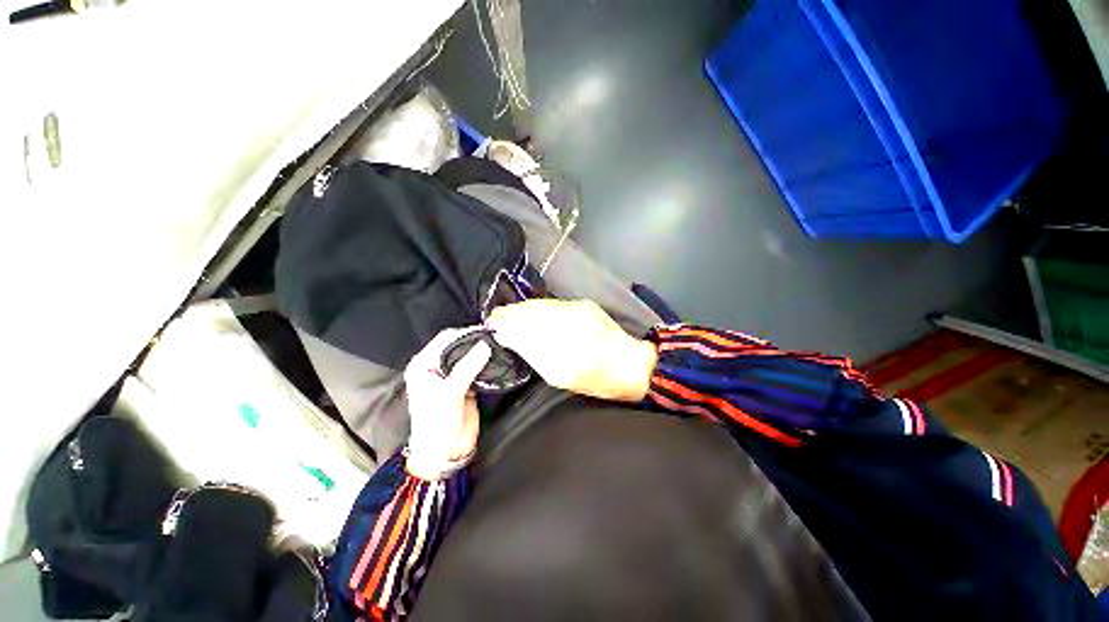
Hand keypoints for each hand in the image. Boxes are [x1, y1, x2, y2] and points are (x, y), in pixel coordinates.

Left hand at [403, 327, 491, 480]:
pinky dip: (486, 363)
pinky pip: (476, 368)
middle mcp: (435, 366)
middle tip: (496, 335)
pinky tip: (498, 358)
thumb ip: (466, 368)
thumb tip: (485, 345)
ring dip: (482, 351)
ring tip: (500, 344)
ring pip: (468, 355)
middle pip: (457, 345)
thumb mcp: (449, 394)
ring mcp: (451, 375)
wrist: (444, 453)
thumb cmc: (437, 425)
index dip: (465, 332)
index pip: (445, 339)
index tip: (486, 330)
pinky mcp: (464, 384)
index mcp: (423, 365)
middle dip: (475, 340)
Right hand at [488, 299, 657, 401]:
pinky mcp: (584, 304)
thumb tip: (510, 338)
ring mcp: (579, 310)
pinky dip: (537, 306)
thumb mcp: (562, 377)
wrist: (631, 364)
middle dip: (511, 314)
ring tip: (506, 313)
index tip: (492, 325)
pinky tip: (528, 310)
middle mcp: (572, 323)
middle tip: (494, 317)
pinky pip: (553, 303)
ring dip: (522, 308)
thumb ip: (535, 356)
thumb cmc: (597, 380)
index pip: (528, 330)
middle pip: (533, 313)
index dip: (507, 325)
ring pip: (542, 305)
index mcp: (567, 348)